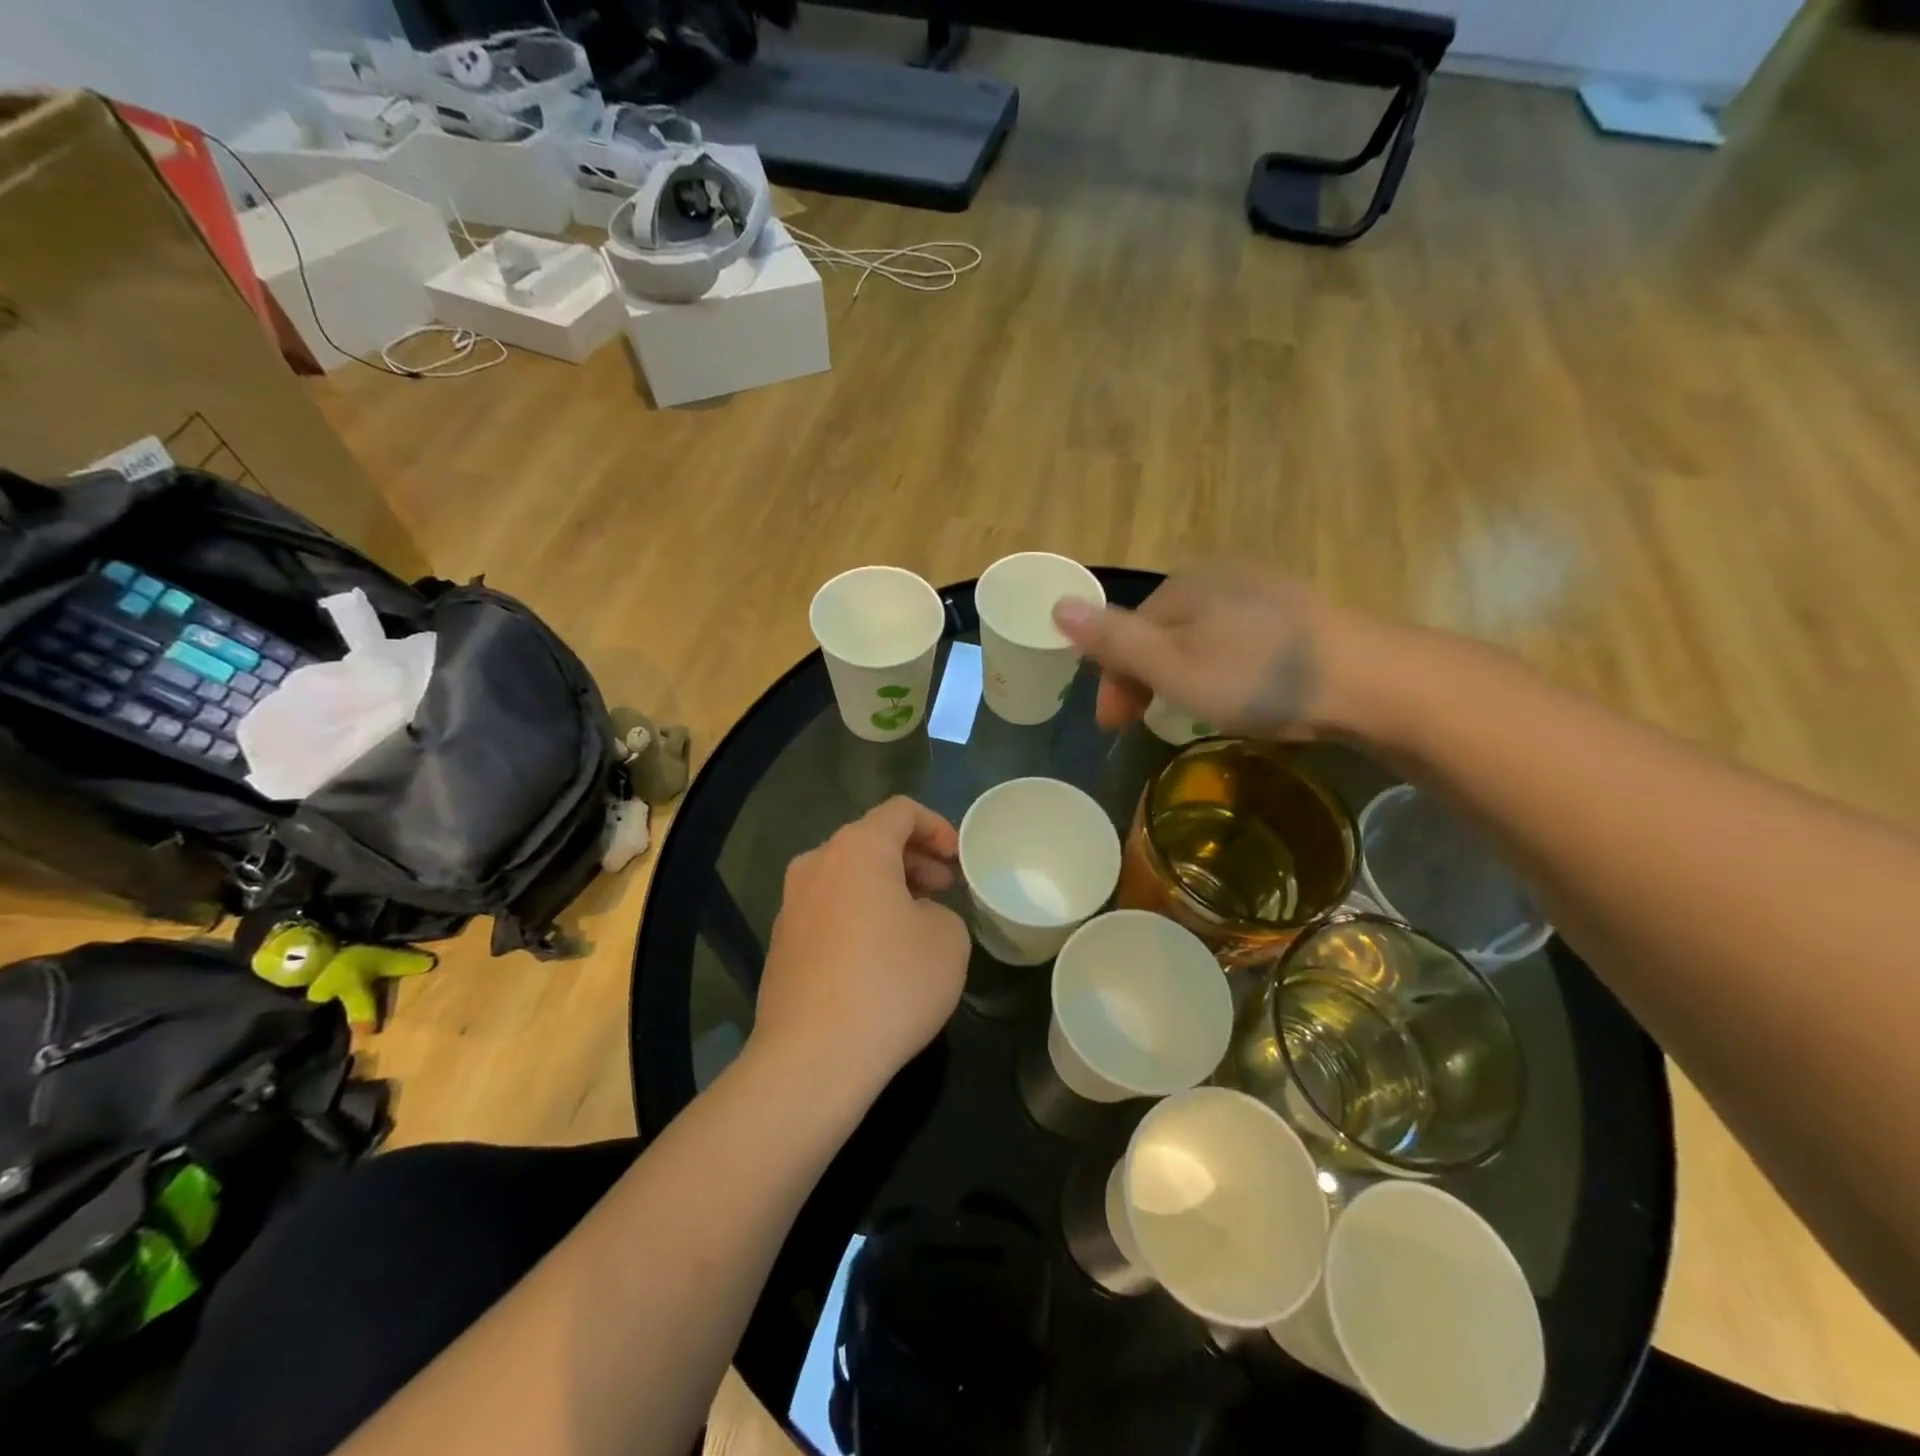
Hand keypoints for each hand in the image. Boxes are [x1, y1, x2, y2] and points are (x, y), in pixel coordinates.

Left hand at [752, 797, 969, 1106]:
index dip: (937, 827)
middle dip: (913, 859)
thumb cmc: (891, 984)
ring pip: (847, 877)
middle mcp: (816, 864)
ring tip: (917, 919)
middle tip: (945, 887)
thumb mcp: (948, 939)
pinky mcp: (781, 944)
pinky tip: (880, 954)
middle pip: (871, 841)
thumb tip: (917, 917)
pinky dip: (859, 914)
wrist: (812, 1057)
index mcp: (857, 849)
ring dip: (886, 887)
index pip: (901, 812)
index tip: (959, 858)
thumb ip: (941, 911)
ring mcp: (791, 905)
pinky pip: (829, 910)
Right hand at [1051, 568, 1389, 740]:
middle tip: (1145, 727)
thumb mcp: (1172, 665)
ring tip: (1189, 714)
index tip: (1113, 728)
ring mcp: (1264, 595)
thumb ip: (1113, 639)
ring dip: (1180, 677)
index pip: (1126, 632)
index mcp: (1183, 586)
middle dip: (1144, 680)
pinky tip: (1239, 694)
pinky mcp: (1299, 619)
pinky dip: (1221, 671)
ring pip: (1199, 638)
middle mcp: (1220, 579)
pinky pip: (1237, 643)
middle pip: (1161, 633)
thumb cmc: (1256, 676)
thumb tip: (1056, 605)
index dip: (1112, 681)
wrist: (1370, 681)